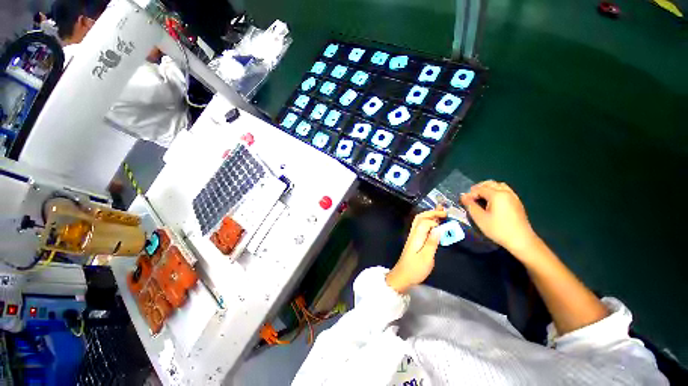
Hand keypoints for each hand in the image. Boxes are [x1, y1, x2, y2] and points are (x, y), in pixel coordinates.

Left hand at [386, 208, 445, 292]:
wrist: (402, 276)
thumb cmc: (415, 269)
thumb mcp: (426, 257)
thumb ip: (432, 242)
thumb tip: (439, 229)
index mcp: (416, 236)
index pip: (424, 222)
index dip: (435, 221)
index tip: (446, 223)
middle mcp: (413, 234)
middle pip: (420, 218)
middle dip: (431, 213)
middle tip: (443, 211)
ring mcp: (412, 236)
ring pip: (419, 221)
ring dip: (429, 215)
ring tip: (440, 213)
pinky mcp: (414, 241)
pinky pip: (420, 227)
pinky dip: (427, 222)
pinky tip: (434, 224)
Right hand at [460, 181, 538, 253]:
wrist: (521, 240)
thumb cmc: (498, 229)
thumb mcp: (480, 218)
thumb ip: (470, 205)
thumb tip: (463, 197)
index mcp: (497, 195)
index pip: (480, 189)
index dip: (470, 194)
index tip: (464, 201)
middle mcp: (506, 192)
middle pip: (490, 184)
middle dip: (478, 188)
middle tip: (471, 197)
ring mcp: (513, 197)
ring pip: (498, 185)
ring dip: (488, 188)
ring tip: (481, 197)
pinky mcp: (517, 202)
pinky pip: (505, 190)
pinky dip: (496, 191)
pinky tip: (492, 201)